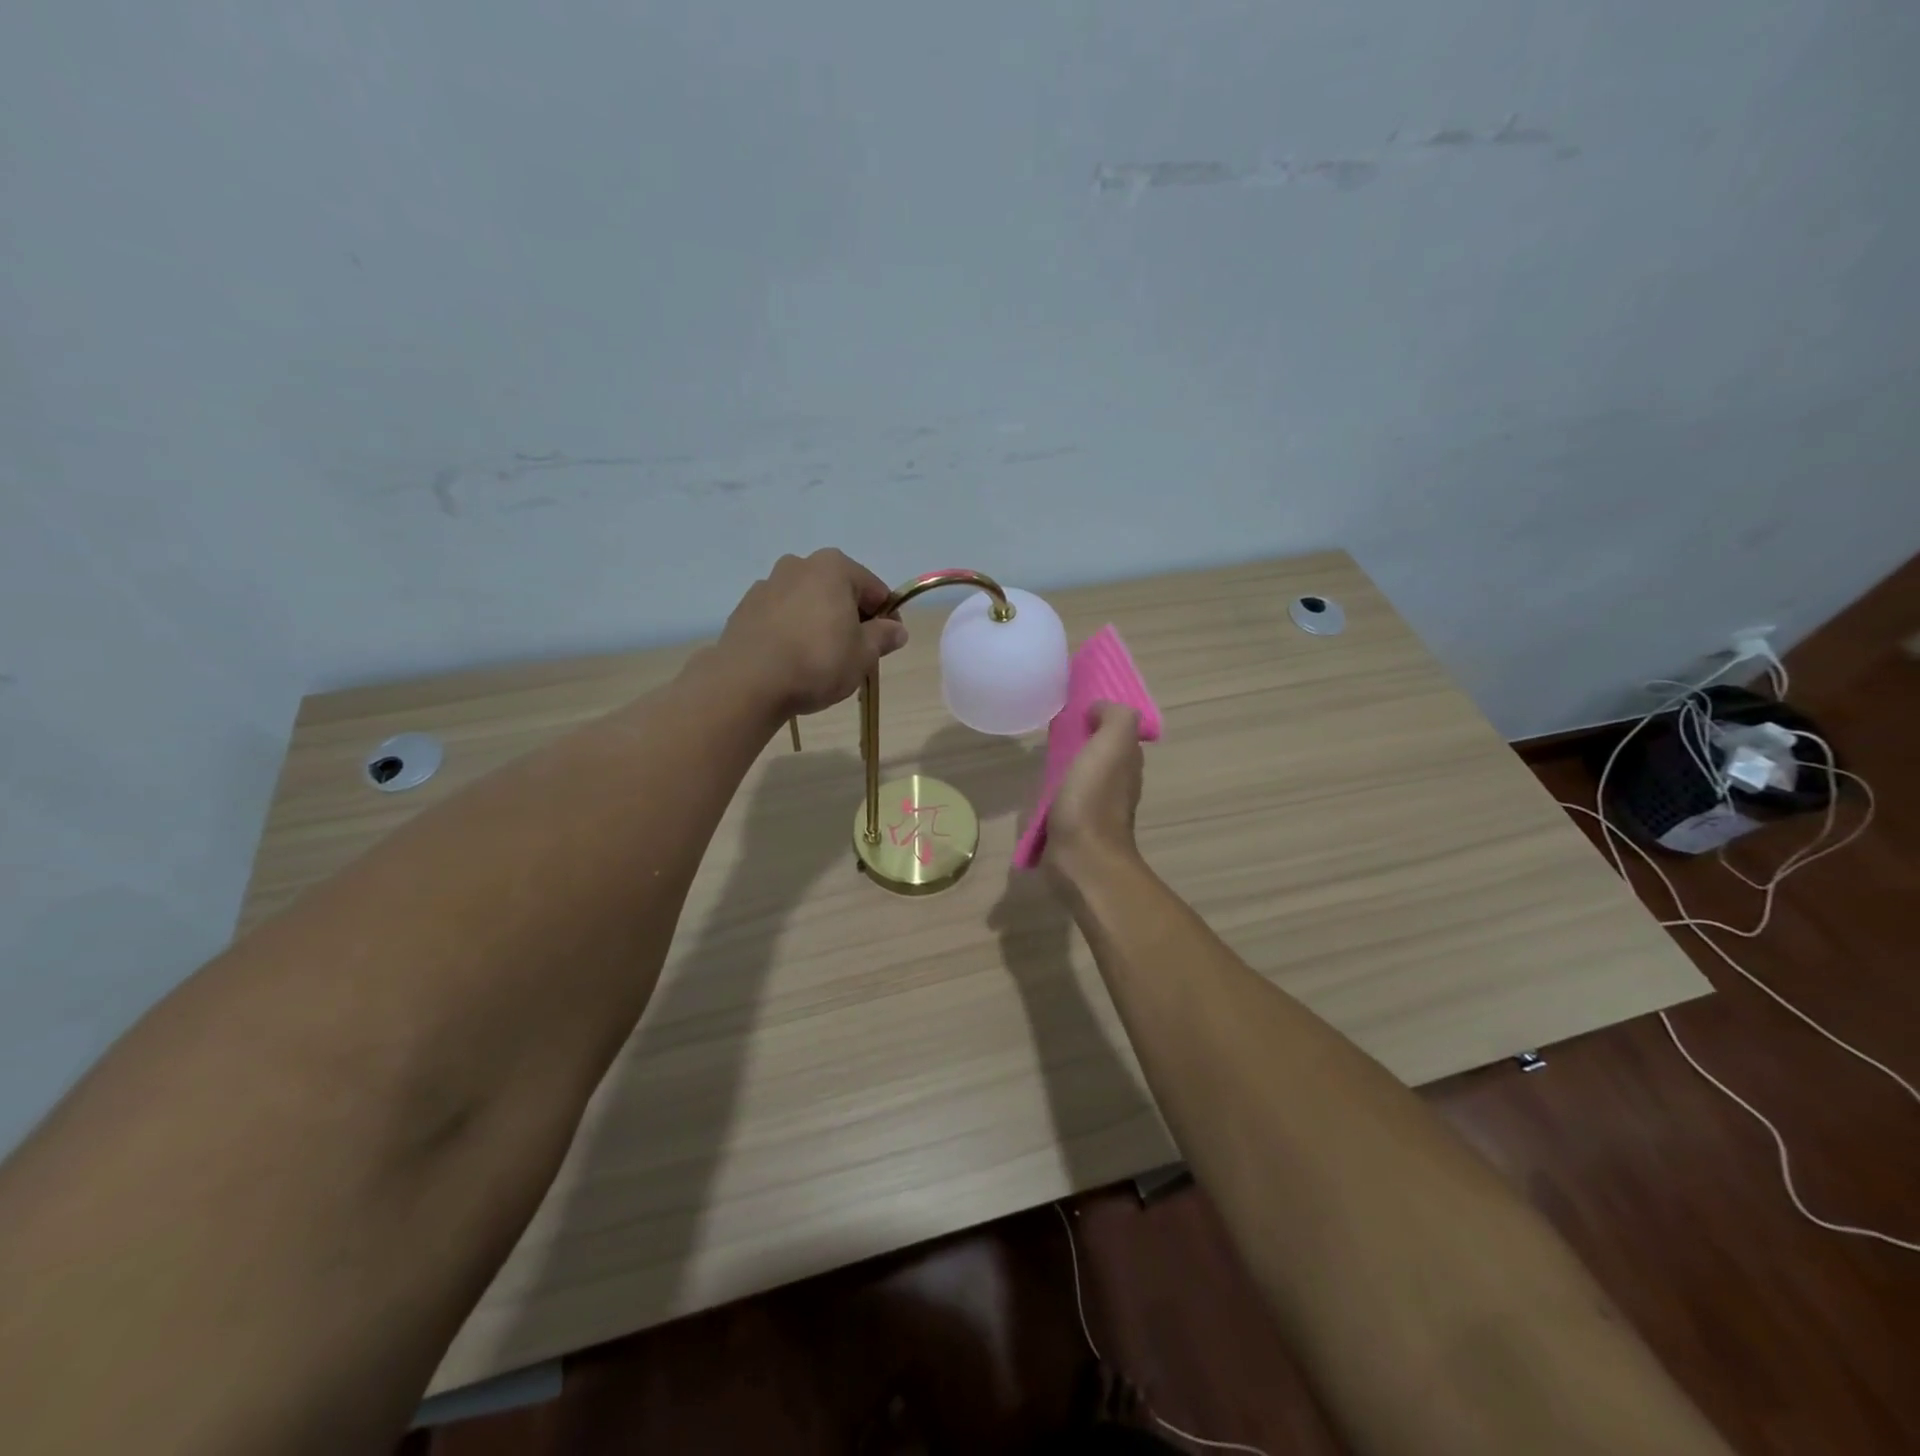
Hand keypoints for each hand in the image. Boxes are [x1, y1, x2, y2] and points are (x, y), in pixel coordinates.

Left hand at [718, 550, 908, 716]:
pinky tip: (793, 660)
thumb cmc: (818, 661)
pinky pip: (781, 617)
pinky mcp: (745, 609)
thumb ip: (883, 637)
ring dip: (819, 622)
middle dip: (850, 617)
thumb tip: (896, 630)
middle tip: (856, 652)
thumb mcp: (863, 654)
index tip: (888, 643)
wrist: (748, 682)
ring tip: (821, 659)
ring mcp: (767, 585)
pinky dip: (792, 631)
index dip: (887, 617)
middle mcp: (798, 565)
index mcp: (834, 567)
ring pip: (807, 602)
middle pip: (838, 591)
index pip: (874, 589)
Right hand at [1046, 701, 1144, 883]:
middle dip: (1080, 739)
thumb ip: (1114, 717)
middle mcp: (1117, 783)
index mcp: (1127, 762)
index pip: (1116, 730)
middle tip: (1051, 726)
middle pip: (1099, 752)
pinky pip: (1066, 798)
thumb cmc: (1094, 799)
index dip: (1099, 715)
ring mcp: (1095, 807)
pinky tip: (1039, 785)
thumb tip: (1098, 709)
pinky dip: (1055, 789)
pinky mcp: (1074, 826)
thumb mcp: (1112, 744)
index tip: (1073, 706)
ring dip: (1066, 764)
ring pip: (1082, 775)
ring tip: (1041, 753)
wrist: (1081, 858)